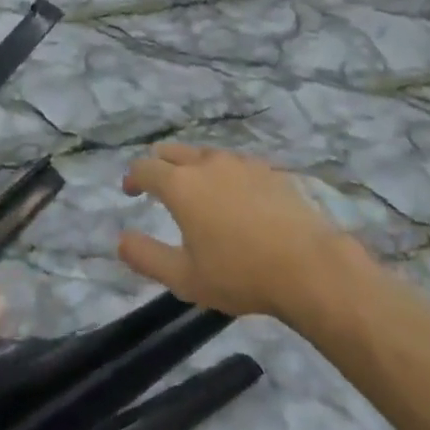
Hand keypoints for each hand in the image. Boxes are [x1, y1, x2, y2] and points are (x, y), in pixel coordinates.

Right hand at [117, 144, 353, 322]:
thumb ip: (146, 257)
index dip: (132, 177)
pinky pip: (234, 163)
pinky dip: (222, 172)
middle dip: (158, 164)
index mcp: (181, 185)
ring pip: (205, 153)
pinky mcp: (267, 169)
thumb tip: (121, 240)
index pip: (145, 167)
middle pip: (172, 151)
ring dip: (191, 166)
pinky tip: (233, 195)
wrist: (308, 265)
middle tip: (156, 184)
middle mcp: (207, 163)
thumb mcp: (184, 278)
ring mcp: (240, 162)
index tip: (130, 191)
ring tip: (195, 189)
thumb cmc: (240, 274)